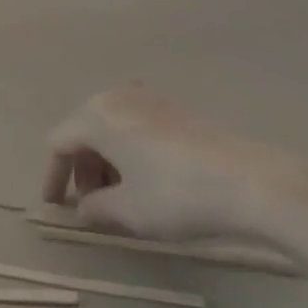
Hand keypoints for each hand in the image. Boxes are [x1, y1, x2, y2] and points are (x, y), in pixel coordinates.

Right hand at [41, 82, 299, 239]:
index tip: (55, 206)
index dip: (53, 175)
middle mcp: (117, 96)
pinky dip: (131, 153)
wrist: (253, 183)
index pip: (59, 142)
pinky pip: (137, 127)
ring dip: (108, 162)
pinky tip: (149, 182)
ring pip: (112, 129)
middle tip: (93, 206)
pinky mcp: (176, 109)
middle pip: (84, 131)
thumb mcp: (130, 212)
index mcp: (97, 115)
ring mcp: (149, 98)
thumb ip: (97, 208)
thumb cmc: (178, 195)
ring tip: (122, 199)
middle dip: (83, 170)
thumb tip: (84, 208)